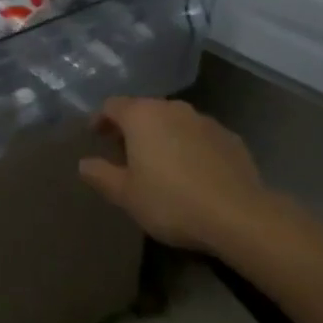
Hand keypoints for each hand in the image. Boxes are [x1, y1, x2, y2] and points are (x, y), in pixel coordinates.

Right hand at [79, 97, 272, 255]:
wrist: (239, 216)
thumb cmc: (171, 201)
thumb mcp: (126, 195)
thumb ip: (101, 175)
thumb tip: (84, 164)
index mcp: (141, 116)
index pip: (112, 105)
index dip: (101, 119)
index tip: (96, 136)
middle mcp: (171, 108)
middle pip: (144, 110)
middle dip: (132, 127)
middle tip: (125, 152)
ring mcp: (204, 120)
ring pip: (173, 121)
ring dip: (162, 135)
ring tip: (160, 162)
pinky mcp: (230, 137)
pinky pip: (199, 136)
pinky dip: (189, 146)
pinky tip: (192, 171)